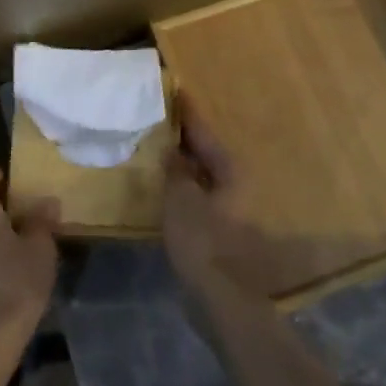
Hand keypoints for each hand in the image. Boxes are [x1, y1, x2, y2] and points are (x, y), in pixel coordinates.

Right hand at [163, 95, 288, 306]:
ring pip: (199, 171)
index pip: (202, 129)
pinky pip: (194, 190)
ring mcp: (225, 204)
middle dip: (181, 134)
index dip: (185, 110)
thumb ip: (175, 168)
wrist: (218, 295)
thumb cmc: (201, 240)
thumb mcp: (180, 197)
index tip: (172, 89)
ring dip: (180, 159)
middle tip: (156, 115)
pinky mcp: (215, 225)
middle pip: (203, 149)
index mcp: (226, 168)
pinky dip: (179, 181)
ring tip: (153, 144)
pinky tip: (161, 181)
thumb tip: (171, 147)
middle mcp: (231, 181)